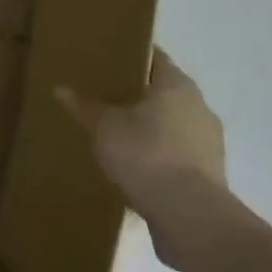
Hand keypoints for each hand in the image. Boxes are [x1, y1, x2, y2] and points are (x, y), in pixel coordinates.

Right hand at [57, 48, 228, 258]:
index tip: (110, 60)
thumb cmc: (146, 155)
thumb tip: (61, 88)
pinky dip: (162, 155)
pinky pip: (180, 154)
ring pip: (175, 124)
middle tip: (108, 98)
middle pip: (165, 92)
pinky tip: (140, 168)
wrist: (189, 215)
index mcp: (177, 85)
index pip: (155, 58)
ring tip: (121, 136)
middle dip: (140, 95)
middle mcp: (199, 106)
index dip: (133, 56)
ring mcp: (209, 142)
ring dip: (153, 128)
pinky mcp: (211, 173)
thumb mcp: (105, 128)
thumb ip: (85, 107)